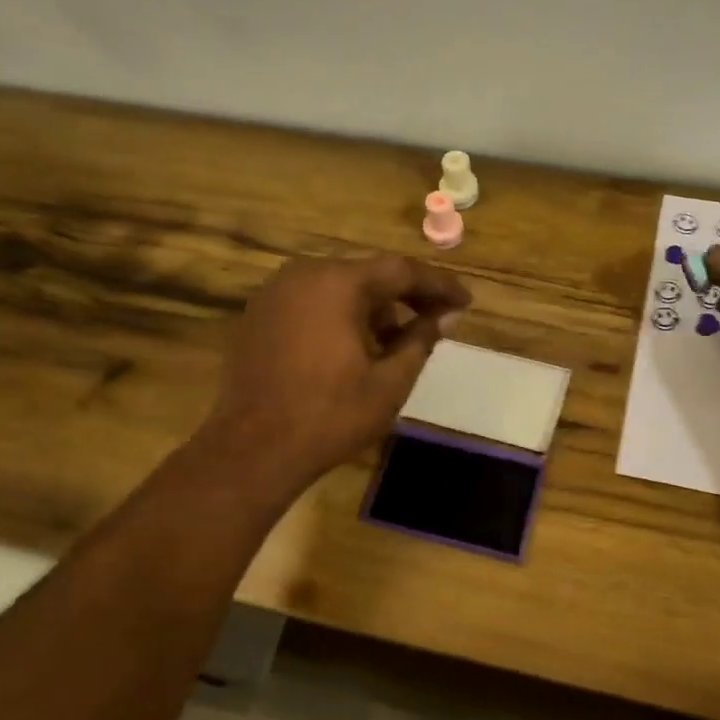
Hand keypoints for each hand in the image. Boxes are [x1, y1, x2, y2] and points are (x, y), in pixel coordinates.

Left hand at [202, 254, 471, 493]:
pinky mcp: (259, 314)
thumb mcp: (389, 383)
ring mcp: (275, 292)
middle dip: (405, 297)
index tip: (465, 302)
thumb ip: (420, 341)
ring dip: (372, 308)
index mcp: (338, 283)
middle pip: (368, 274)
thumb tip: (446, 316)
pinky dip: (340, 316)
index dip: (438, 286)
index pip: (401, 271)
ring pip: (338, 288)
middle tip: (436, 321)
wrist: (253, 449)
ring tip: (394, 344)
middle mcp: (304, 273)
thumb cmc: (329, 416)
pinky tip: (353, 349)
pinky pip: (312, 302)